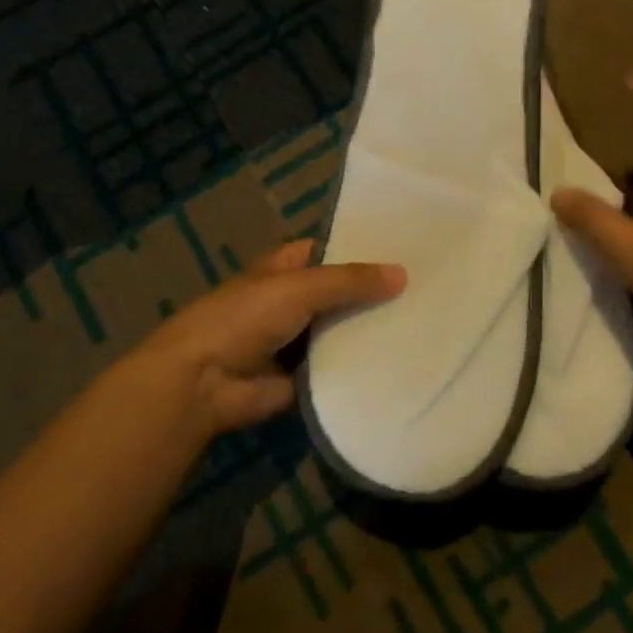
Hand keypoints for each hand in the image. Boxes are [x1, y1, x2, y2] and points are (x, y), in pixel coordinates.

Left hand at [129, 240, 405, 437]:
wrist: (203, 382)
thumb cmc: (244, 318)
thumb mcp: (299, 288)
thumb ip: (349, 281)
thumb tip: (403, 273)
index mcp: (283, 269)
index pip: (328, 251)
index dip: (361, 249)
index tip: (406, 250)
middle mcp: (292, 301)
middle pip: (340, 293)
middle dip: (374, 293)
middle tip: (430, 290)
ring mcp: (298, 341)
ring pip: (343, 331)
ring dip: (373, 331)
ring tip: (428, 325)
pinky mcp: (304, 378)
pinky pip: (340, 368)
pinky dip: (363, 367)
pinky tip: (406, 362)